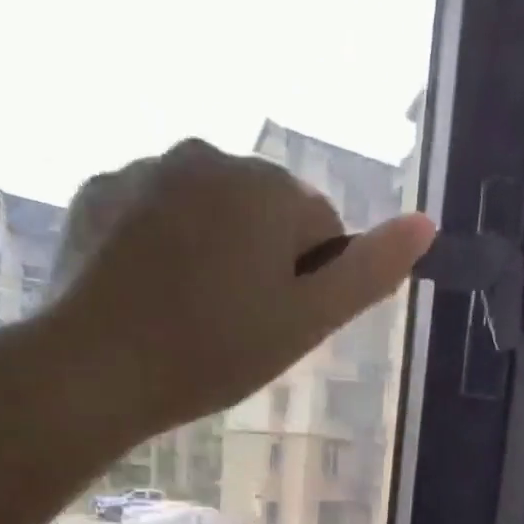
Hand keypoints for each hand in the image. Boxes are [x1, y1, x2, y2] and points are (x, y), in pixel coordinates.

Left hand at [44, 138, 435, 438]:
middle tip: (234, 329)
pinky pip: (151, 215)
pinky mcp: (98, 193)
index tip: (277, 327)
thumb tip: (426, 224)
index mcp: (269, 188)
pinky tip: (146, 298)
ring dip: (210, 253)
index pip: (318, 228)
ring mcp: (146, 169)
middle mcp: (209, 155)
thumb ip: (368, 273)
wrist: (97, 368)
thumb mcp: (306, 323)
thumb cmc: (214, 352)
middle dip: (259, 261)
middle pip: (261, 212)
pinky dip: (158, 248)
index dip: (308, 283)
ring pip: (205, 211)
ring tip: (188, 318)